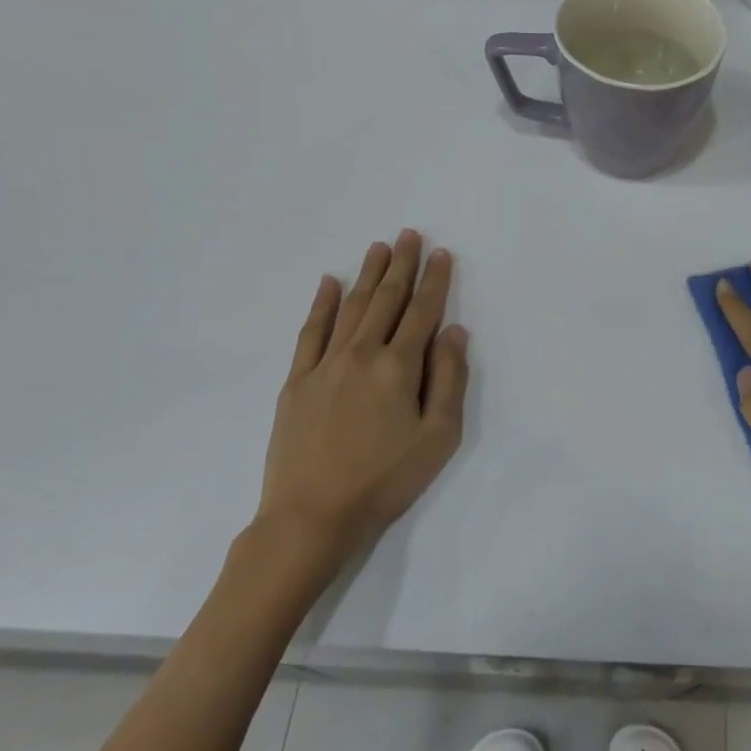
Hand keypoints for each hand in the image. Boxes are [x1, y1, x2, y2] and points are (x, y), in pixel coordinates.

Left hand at [256, 231, 468, 582]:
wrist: (312, 516)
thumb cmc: (385, 480)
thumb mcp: (438, 436)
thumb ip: (448, 379)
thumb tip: (453, 330)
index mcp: (398, 367)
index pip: (422, 312)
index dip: (435, 281)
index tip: (442, 253)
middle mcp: (361, 354)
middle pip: (386, 300)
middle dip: (401, 265)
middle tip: (409, 234)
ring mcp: (324, 365)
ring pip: (351, 308)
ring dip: (367, 275)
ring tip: (378, 247)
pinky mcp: (297, 382)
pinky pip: (311, 332)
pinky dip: (322, 305)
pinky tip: (329, 284)